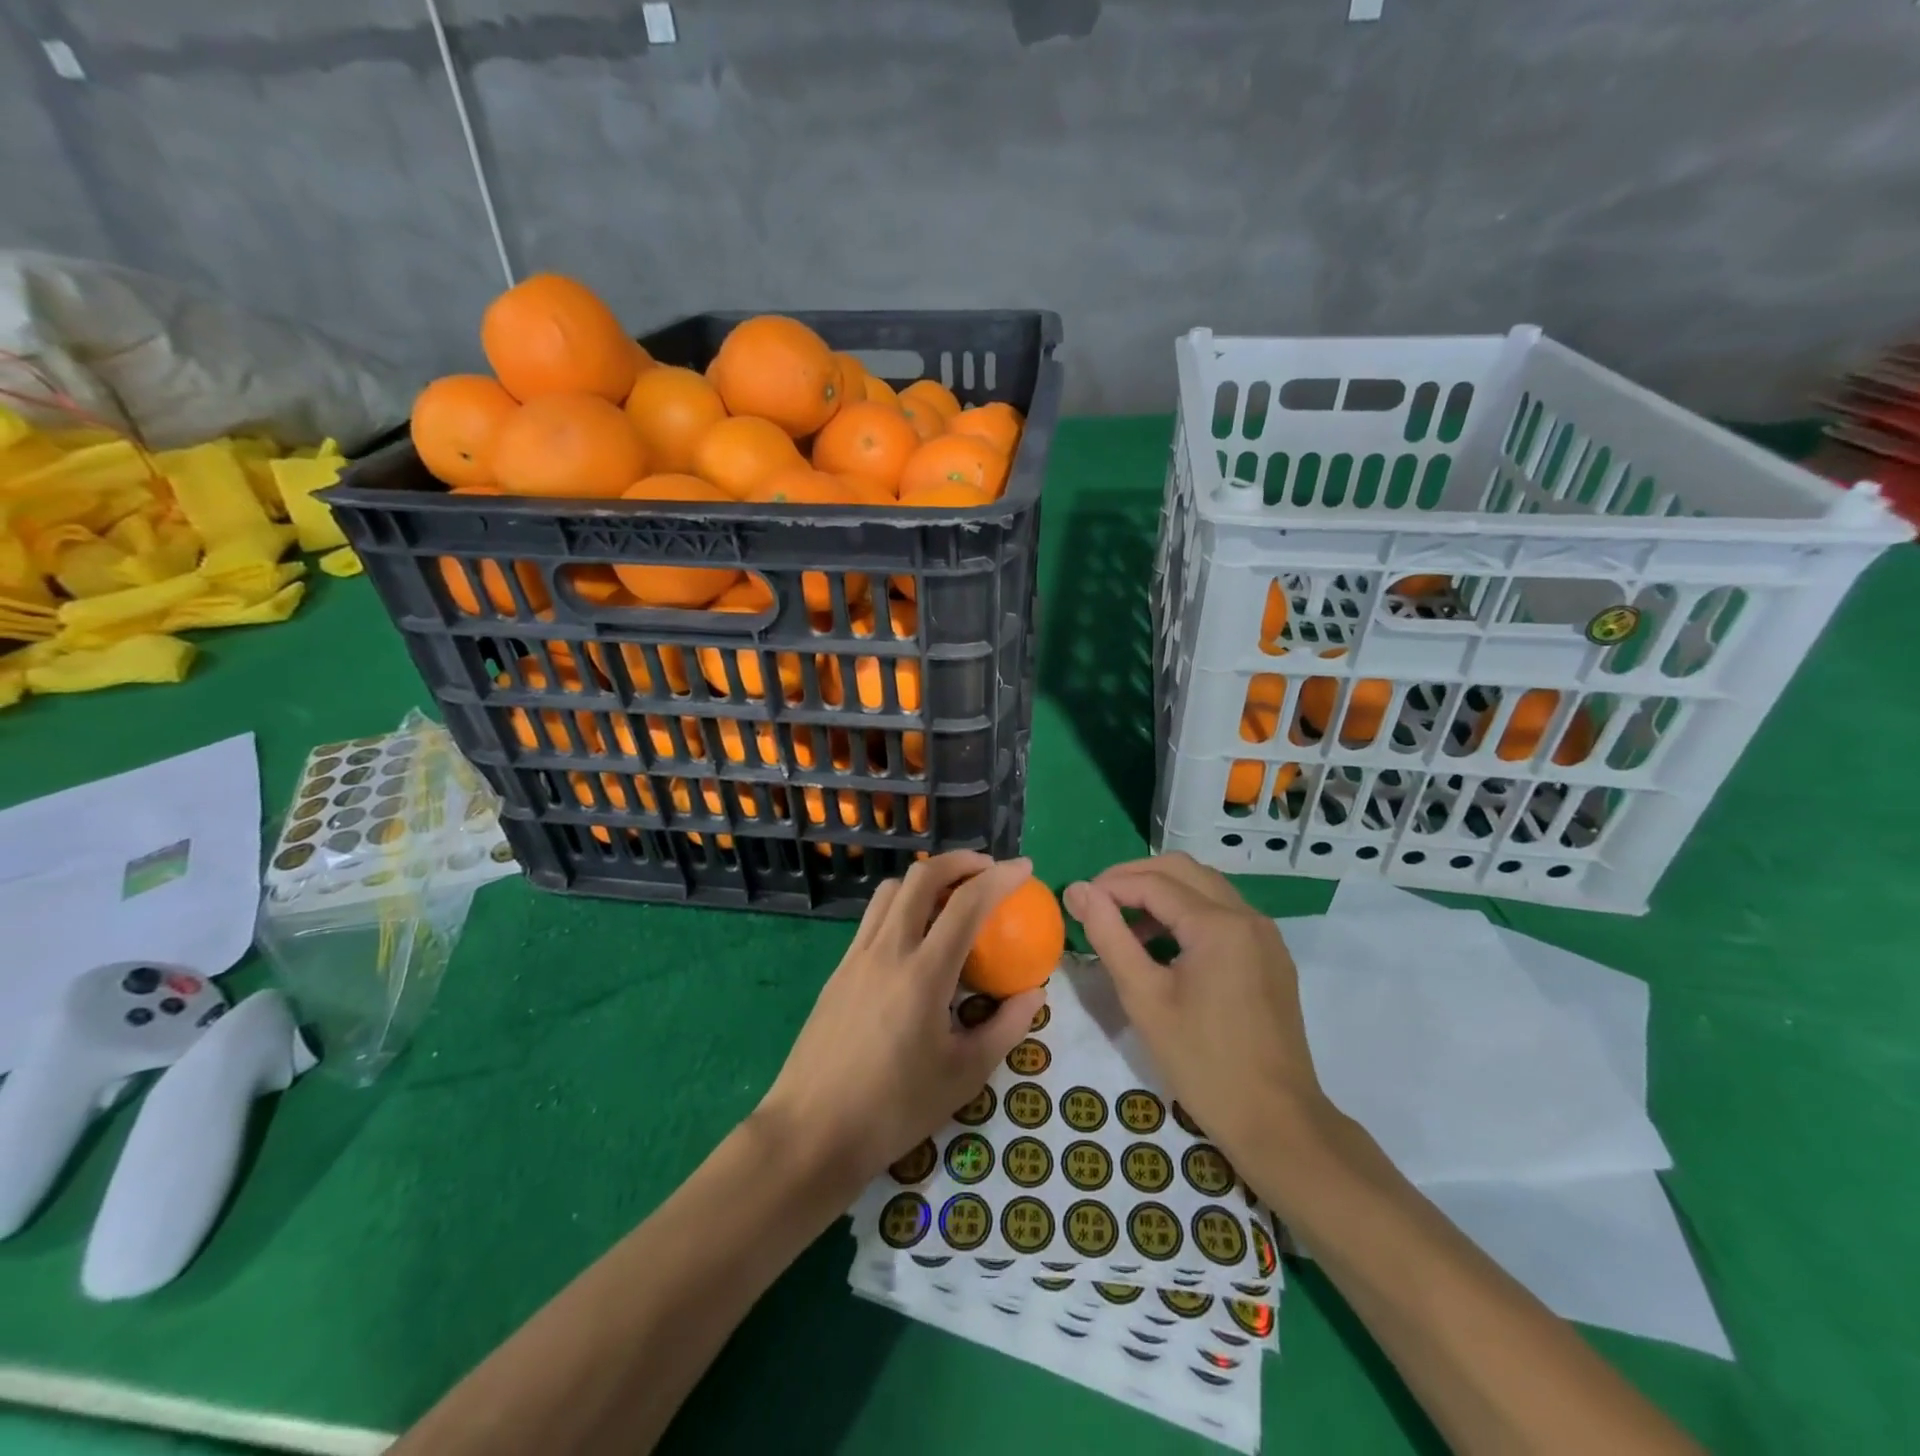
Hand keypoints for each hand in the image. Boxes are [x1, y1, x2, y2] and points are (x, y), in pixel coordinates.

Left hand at [755, 852, 1045, 1192]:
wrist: (811, 1132)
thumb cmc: (894, 1109)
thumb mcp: (964, 1076)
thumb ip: (1005, 1028)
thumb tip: (1033, 994)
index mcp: (923, 974)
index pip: (967, 903)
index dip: (1000, 877)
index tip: (1025, 868)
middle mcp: (888, 950)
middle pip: (922, 877)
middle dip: (959, 861)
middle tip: (987, 870)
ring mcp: (857, 956)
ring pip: (891, 891)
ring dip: (925, 879)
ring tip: (950, 897)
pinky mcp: (839, 970)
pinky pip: (873, 917)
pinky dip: (901, 905)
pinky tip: (915, 937)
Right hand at [1063, 853, 1328, 1162]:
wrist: (1277, 1122)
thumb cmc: (1202, 1063)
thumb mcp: (1144, 998)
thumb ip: (1109, 936)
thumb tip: (1079, 890)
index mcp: (1219, 925)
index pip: (1154, 882)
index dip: (1110, 885)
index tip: (1077, 901)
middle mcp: (1248, 917)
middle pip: (1183, 870)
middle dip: (1135, 877)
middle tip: (1098, 902)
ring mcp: (1265, 935)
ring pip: (1205, 887)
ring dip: (1162, 893)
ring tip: (1124, 924)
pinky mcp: (1271, 956)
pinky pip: (1223, 912)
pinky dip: (1188, 912)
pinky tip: (1164, 945)